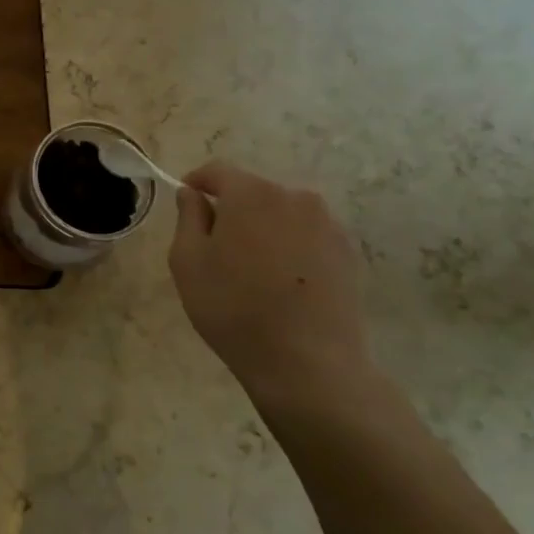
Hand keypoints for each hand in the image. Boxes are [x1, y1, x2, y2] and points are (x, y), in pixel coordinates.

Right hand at [168, 161, 377, 410]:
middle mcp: (295, 198)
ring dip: (262, 228)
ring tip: (249, 267)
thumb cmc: (233, 307)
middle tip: (214, 245)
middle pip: (253, 191)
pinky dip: (288, 246)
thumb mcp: (188, 262)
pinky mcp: (348, 253)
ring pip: (282, 213)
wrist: (307, 362)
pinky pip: (306, 236)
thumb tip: (193, 194)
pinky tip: (280, 282)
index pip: (218, 171)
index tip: (184, 200)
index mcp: (251, 194)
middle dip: (231, 208)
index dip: (196, 182)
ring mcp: (328, 225)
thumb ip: (188, 217)